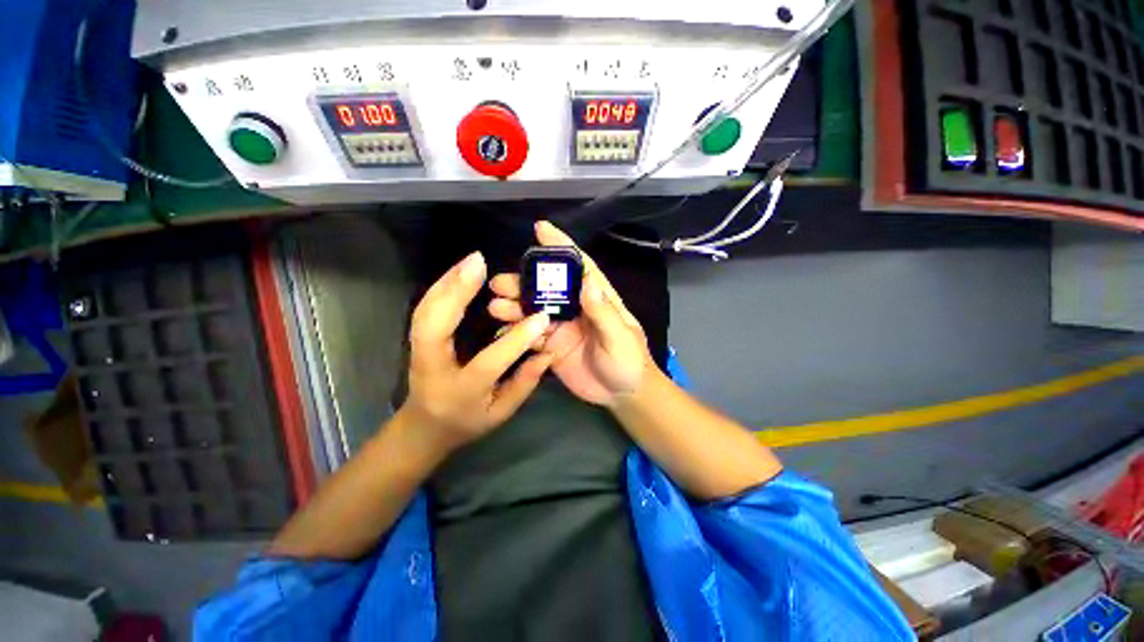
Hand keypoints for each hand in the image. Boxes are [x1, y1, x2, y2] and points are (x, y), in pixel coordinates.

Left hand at [402, 251, 553, 451]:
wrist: (425, 426)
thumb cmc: (467, 421)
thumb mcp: (501, 412)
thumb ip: (525, 383)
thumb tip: (548, 353)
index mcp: (459, 391)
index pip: (490, 361)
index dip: (517, 339)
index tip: (541, 316)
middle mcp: (432, 368)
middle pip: (435, 326)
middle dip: (457, 291)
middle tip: (479, 262)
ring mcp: (418, 351)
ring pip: (425, 311)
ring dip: (447, 282)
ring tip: (471, 261)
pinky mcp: (416, 339)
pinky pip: (425, 309)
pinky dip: (440, 287)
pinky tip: (457, 272)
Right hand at [488, 221, 651, 405]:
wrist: (623, 393)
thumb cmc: (628, 360)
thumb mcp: (620, 336)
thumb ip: (604, 313)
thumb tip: (587, 281)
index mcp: (596, 297)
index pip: (578, 265)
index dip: (561, 246)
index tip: (540, 229)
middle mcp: (576, 307)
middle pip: (547, 288)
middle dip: (523, 281)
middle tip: (499, 283)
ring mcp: (562, 327)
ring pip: (534, 310)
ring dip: (515, 306)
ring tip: (495, 306)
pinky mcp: (552, 347)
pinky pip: (531, 336)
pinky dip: (516, 332)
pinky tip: (501, 331)